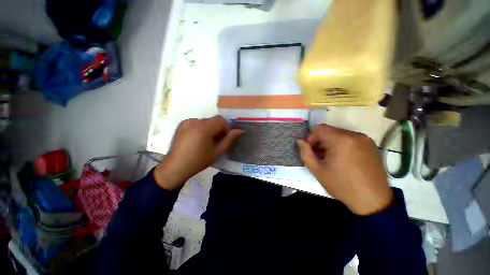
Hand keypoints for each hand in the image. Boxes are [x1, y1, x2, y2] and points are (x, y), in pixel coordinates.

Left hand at [154, 115, 241, 189]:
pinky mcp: (181, 124)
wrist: (175, 167)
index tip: (224, 138)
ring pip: (205, 121)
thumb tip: (239, 130)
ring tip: (206, 141)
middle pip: (213, 120)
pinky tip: (198, 139)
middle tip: (216, 141)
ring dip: (210, 129)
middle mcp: (194, 121)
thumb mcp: (217, 152)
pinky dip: (201, 128)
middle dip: (218, 129)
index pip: (220, 120)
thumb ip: (229, 140)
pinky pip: (197, 123)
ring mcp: (186, 122)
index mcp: (203, 128)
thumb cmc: (198, 161)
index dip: (226, 128)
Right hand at [297, 125, 392, 215]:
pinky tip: (342, 159)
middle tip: (319, 156)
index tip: (311, 151)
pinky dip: (341, 145)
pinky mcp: (371, 145)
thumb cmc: (342, 185)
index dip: (311, 138)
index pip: (319, 129)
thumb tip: (300, 141)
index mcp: (340, 140)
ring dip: (330, 143)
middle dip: (320, 141)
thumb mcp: (317, 170)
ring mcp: (365, 139)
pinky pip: (350, 139)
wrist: (373, 200)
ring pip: (339, 134)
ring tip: (330, 159)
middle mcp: (354, 135)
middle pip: (329, 130)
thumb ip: (305, 153)